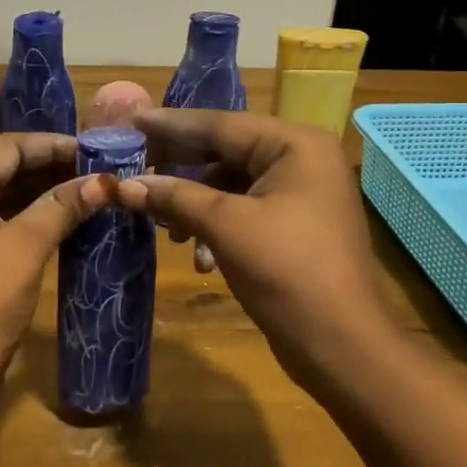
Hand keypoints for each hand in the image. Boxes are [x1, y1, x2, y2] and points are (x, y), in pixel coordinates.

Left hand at [0, 132, 113, 399]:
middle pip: (2, 166)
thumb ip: (62, 207)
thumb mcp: (25, 249)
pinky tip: (58, 223)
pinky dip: (24, 216)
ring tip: (85, 194)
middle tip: (96, 173)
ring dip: (39, 192)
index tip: (96, 151)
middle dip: (49, 168)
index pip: (9, 146)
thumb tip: (103, 181)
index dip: (54, 145)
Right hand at [116, 109, 389, 390]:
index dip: (172, 124)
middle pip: (226, 150)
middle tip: (135, 169)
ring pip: (231, 183)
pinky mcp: (295, 225)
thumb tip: (124, 185)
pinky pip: (245, 209)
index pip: (221, 124)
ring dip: (195, 204)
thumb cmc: (287, 272)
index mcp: (295, 145)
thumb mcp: (225, 227)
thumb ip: (174, 197)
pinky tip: (201, 258)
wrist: (342, 346)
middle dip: (180, 167)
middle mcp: (302, 159)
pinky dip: (217, 226)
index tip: (132, 120)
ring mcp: (302, 193)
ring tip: (165, 227)